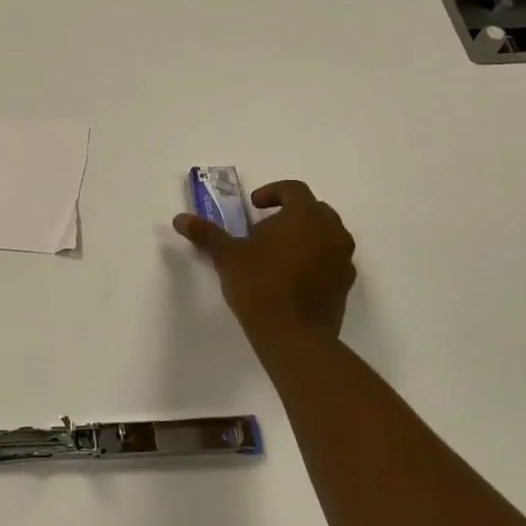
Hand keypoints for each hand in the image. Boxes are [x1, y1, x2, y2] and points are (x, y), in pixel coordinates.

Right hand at [174, 180, 356, 354]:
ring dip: (306, 235)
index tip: (254, 206)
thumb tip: (180, 219)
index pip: (293, 189)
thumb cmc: (259, 285)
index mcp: (304, 216)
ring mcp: (343, 258)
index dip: (272, 192)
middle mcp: (331, 231)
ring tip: (278, 254)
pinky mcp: (346, 284)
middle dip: (290, 213)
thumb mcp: (226, 256)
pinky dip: (316, 259)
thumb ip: (206, 233)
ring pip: (327, 234)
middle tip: (264, 229)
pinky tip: (293, 277)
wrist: (294, 336)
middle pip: (314, 209)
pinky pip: (332, 259)